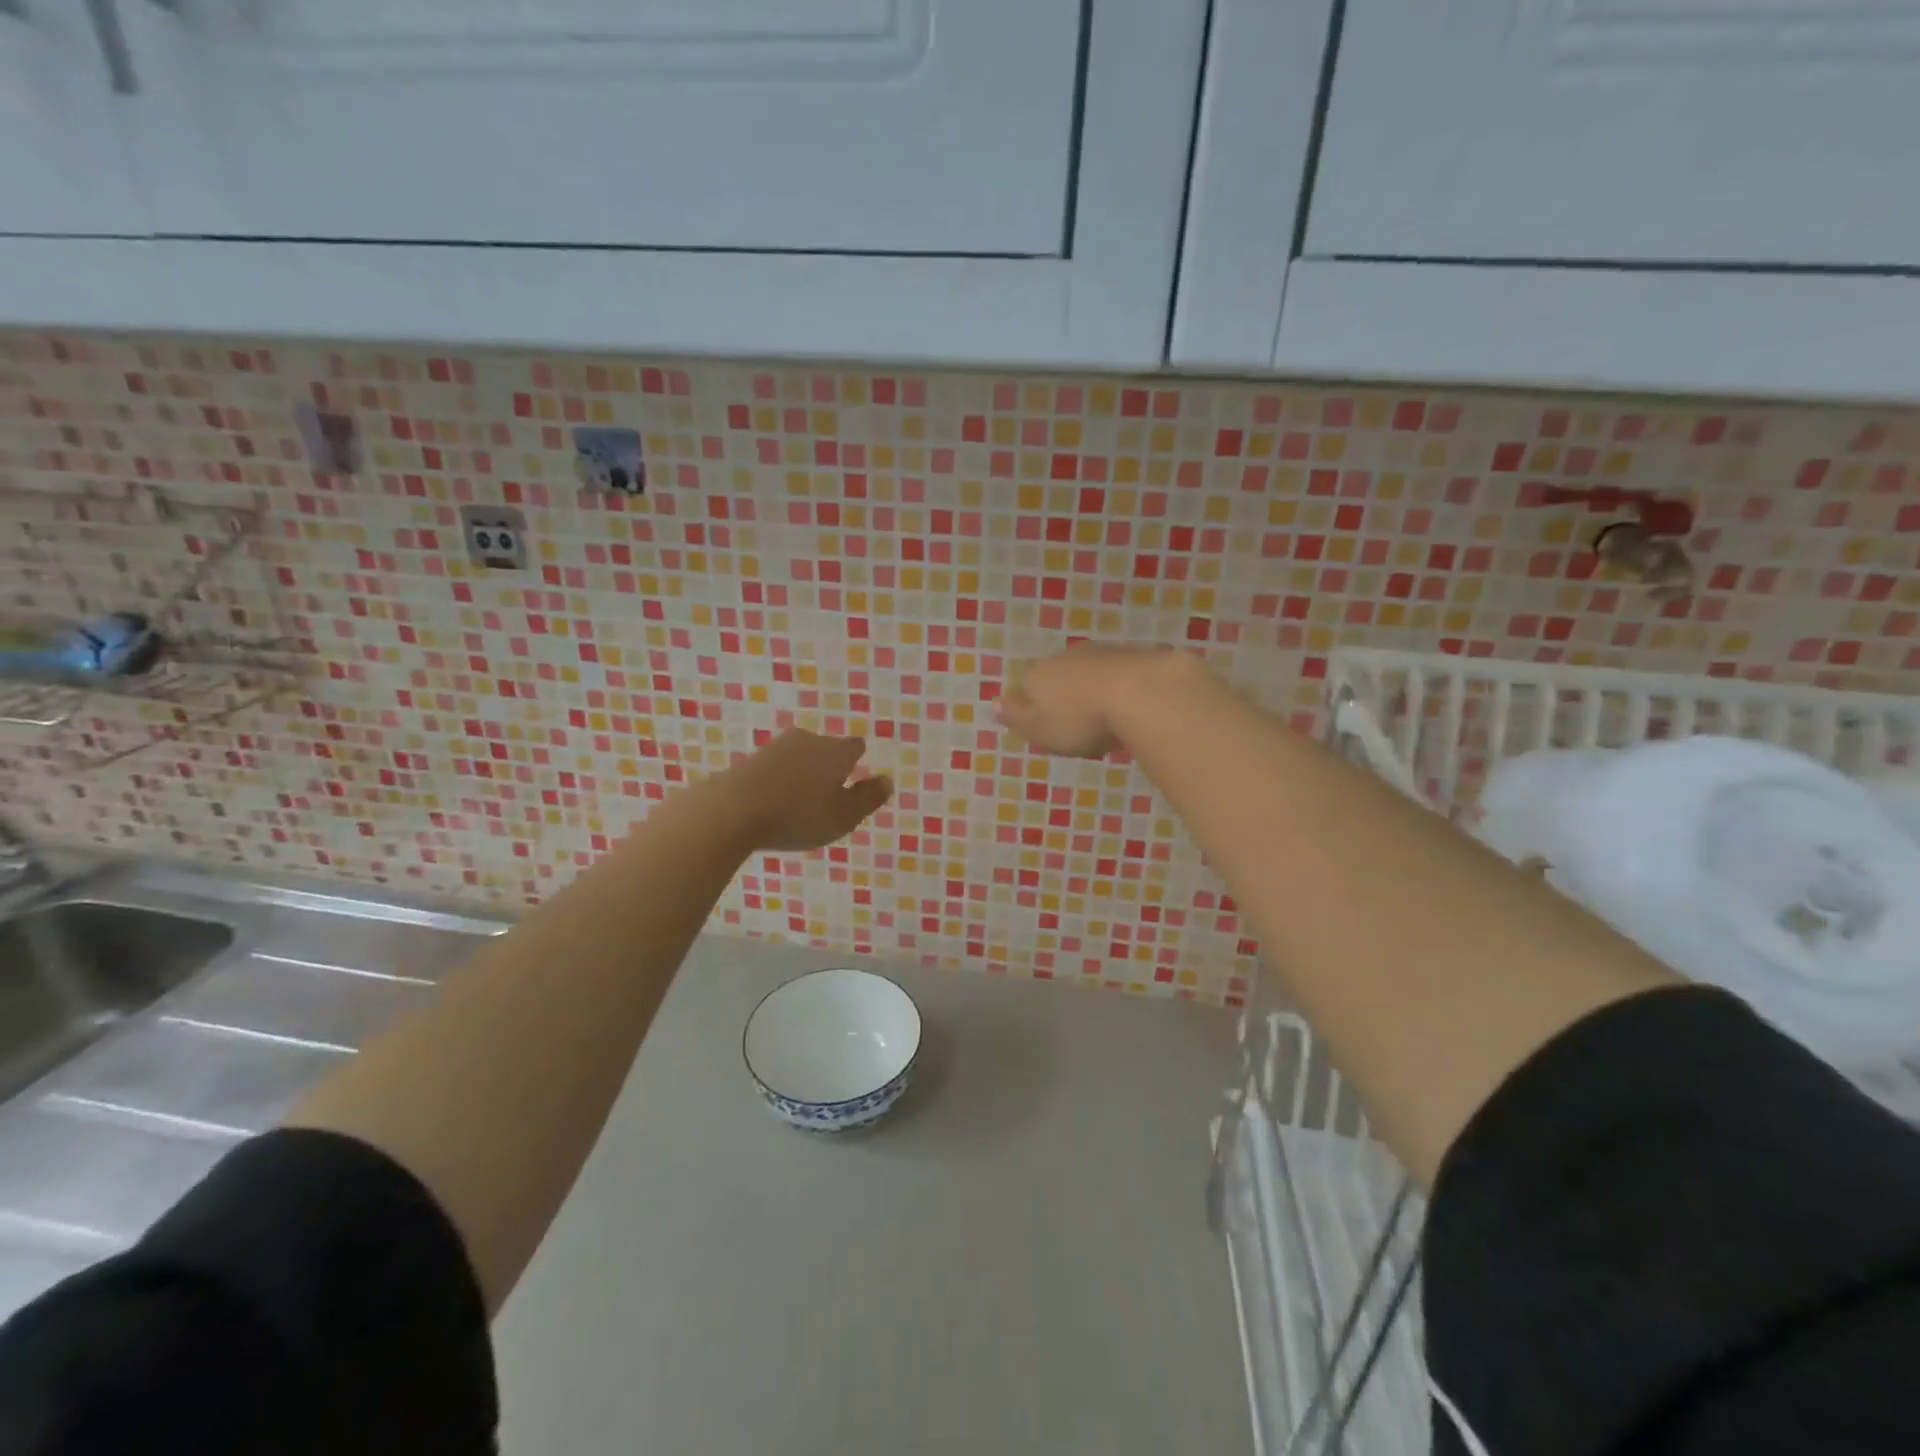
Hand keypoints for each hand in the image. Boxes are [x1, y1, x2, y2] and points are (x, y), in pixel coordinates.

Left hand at [706, 729, 892, 850]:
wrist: (731, 810)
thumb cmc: (799, 815)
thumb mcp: (844, 816)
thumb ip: (869, 798)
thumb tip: (887, 780)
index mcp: (836, 750)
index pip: (855, 746)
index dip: (857, 762)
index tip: (855, 780)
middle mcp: (807, 740)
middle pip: (825, 749)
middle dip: (828, 768)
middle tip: (828, 797)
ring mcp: (775, 748)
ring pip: (798, 758)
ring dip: (801, 776)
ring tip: (798, 805)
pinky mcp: (749, 760)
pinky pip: (774, 770)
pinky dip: (778, 783)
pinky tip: (772, 805)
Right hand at [994, 644, 1200, 757]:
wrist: (1139, 692)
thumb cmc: (1079, 719)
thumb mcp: (1039, 729)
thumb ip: (1015, 717)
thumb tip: (993, 702)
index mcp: (1036, 674)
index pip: (1025, 687)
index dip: (1032, 707)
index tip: (1047, 730)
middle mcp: (1064, 657)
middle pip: (1057, 678)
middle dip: (1064, 699)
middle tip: (1077, 729)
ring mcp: (1099, 653)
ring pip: (1087, 674)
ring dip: (1092, 693)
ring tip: (1105, 722)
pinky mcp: (1132, 655)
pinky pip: (1117, 675)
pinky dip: (1119, 689)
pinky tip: (1129, 709)